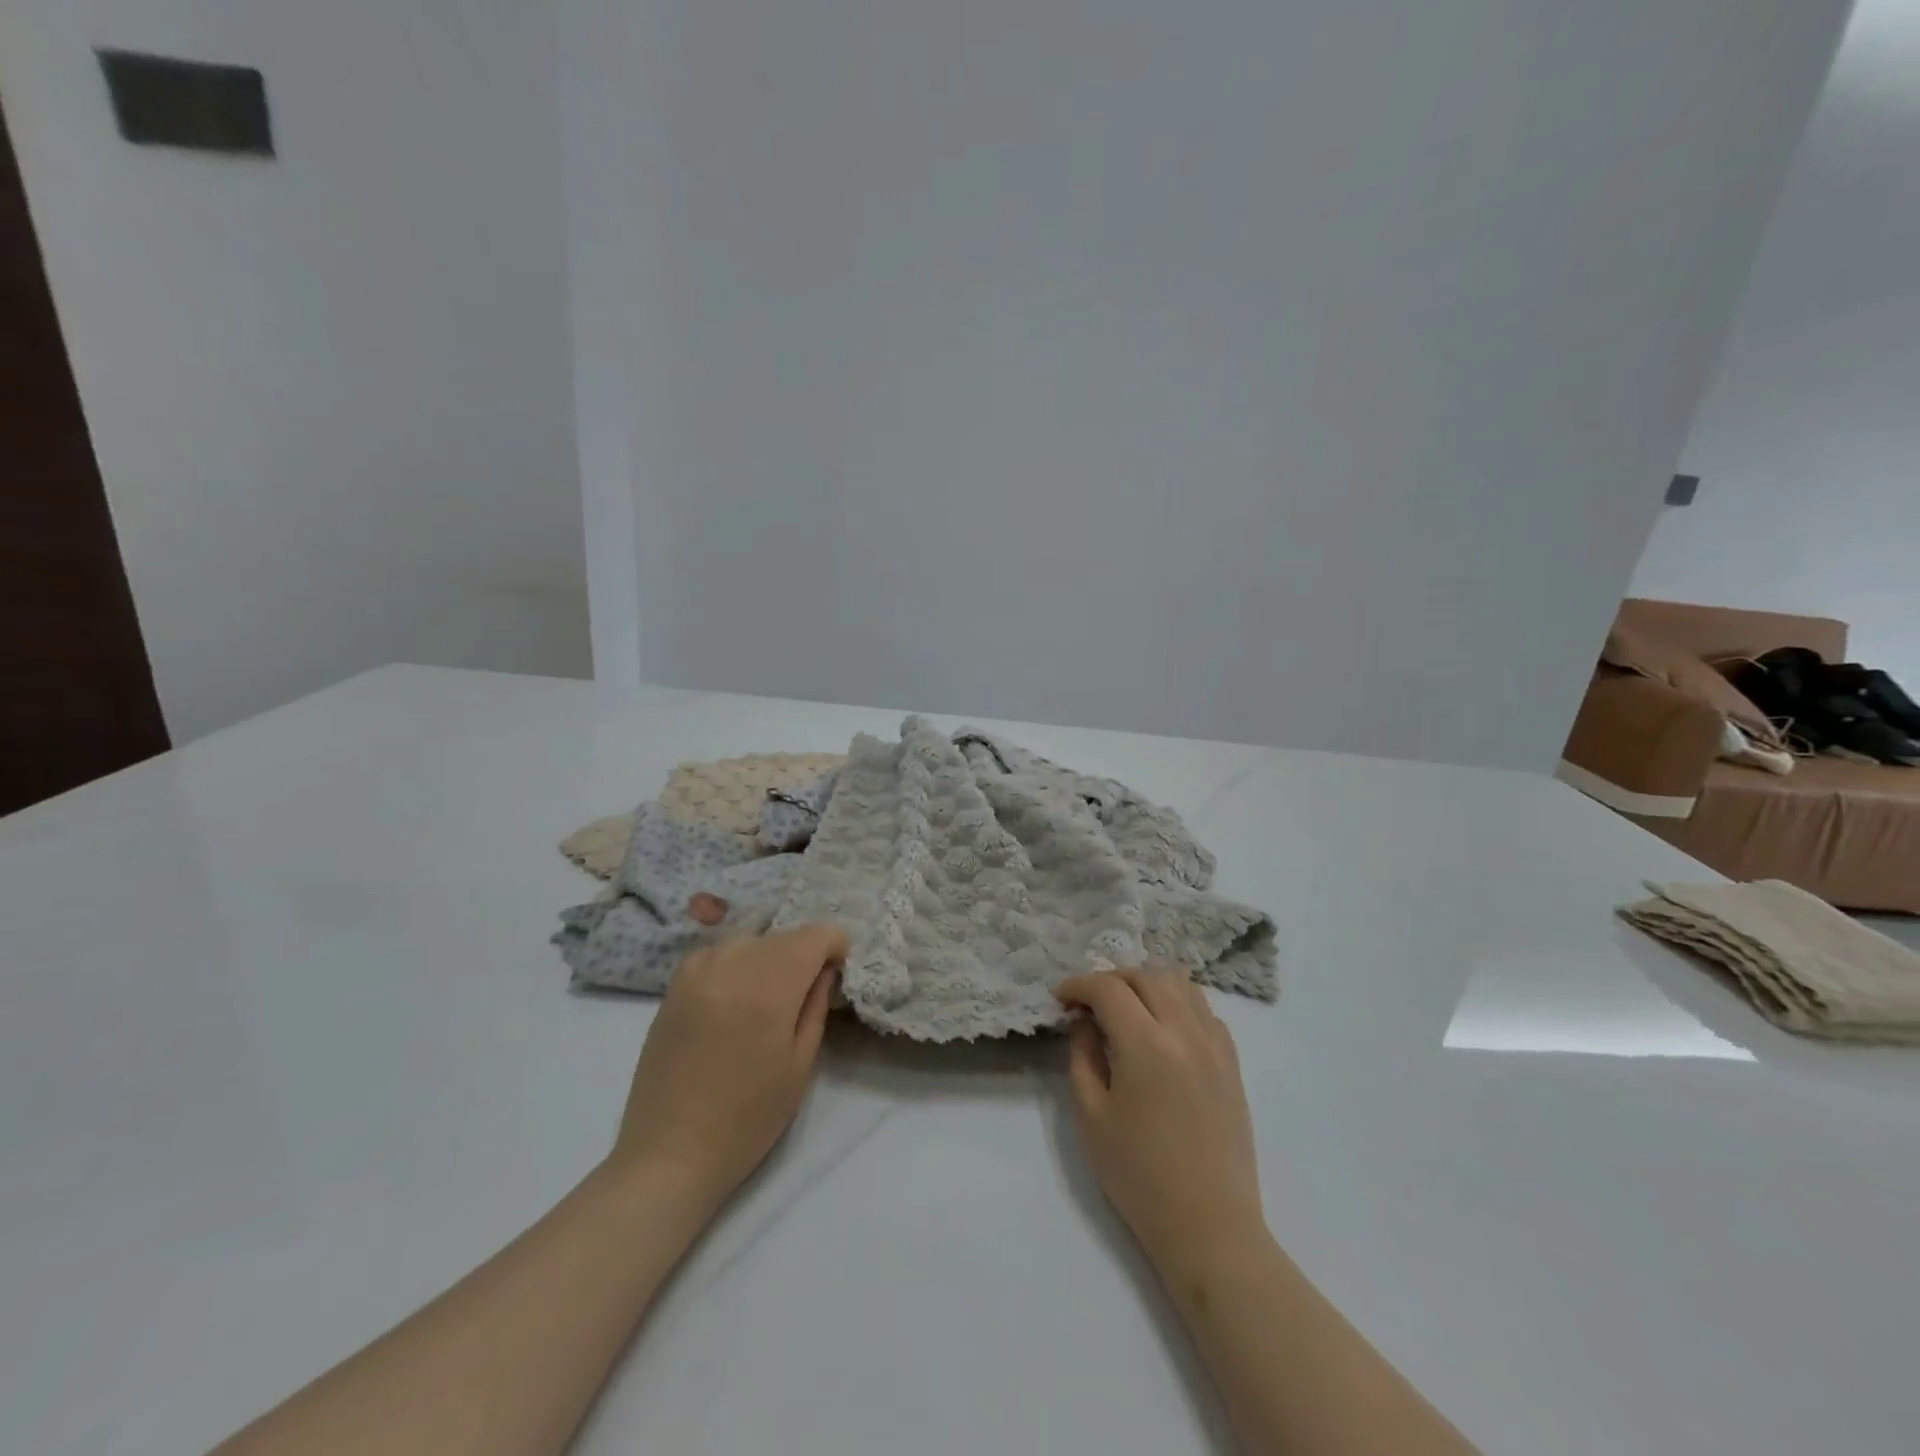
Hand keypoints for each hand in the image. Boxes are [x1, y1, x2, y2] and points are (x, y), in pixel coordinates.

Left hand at [607, 924, 846, 1215]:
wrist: (669, 1153)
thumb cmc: (747, 1118)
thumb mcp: (800, 1064)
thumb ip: (816, 1005)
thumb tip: (825, 969)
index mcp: (769, 986)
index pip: (815, 935)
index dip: (835, 948)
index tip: (836, 975)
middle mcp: (731, 964)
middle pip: (784, 935)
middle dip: (804, 954)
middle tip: (806, 994)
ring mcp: (697, 970)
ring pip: (751, 940)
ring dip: (769, 957)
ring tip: (768, 999)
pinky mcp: (674, 984)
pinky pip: (719, 953)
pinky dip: (737, 963)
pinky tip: (735, 999)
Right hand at [1054, 969, 1264, 1265]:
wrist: (1209, 1226)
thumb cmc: (1139, 1176)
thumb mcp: (1091, 1116)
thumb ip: (1082, 1056)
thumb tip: (1084, 1021)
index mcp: (1146, 1045)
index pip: (1108, 988)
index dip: (1079, 986)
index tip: (1060, 999)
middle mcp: (1185, 1031)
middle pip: (1146, 975)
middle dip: (1111, 979)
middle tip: (1089, 1004)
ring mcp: (1215, 1044)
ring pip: (1180, 983)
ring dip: (1146, 984)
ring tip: (1126, 1008)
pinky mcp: (1232, 1062)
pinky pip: (1204, 1009)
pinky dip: (1177, 1002)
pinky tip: (1162, 1029)